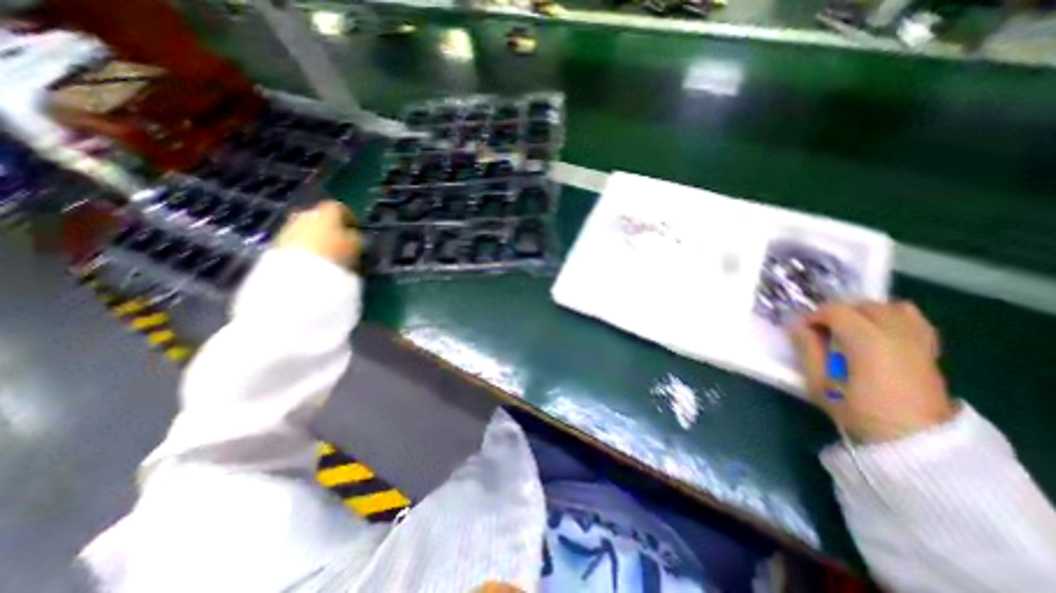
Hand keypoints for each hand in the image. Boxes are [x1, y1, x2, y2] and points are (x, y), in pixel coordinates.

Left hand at [274, 201, 360, 265]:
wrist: (299, 272)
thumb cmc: (335, 254)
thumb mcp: (356, 247)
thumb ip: (356, 237)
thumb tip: (354, 236)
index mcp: (326, 212)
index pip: (339, 208)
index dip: (349, 218)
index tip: (356, 229)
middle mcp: (305, 214)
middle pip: (320, 217)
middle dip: (330, 227)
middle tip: (340, 241)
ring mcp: (288, 227)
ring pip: (306, 229)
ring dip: (317, 237)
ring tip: (328, 254)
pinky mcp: (277, 243)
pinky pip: (296, 241)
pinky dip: (306, 247)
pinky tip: (314, 260)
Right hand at [793, 304, 958, 442]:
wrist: (915, 440)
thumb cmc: (859, 411)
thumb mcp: (819, 382)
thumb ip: (807, 349)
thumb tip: (796, 326)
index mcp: (867, 341)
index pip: (836, 310)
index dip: (813, 316)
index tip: (800, 331)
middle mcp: (896, 333)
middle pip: (863, 305)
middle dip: (836, 312)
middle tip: (820, 330)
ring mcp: (917, 340)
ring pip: (889, 307)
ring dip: (864, 312)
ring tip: (848, 329)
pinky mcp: (929, 350)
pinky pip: (913, 319)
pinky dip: (892, 316)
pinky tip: (878, 330)